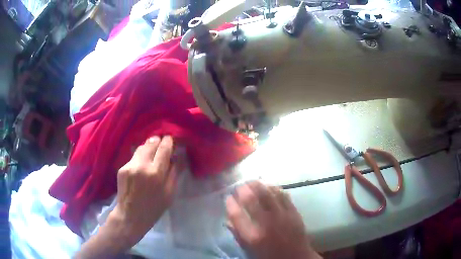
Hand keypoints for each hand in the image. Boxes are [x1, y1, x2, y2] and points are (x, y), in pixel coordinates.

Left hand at [110, 136, 176, 246]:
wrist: (130, 216)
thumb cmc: (154, 208)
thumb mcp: (169, 194)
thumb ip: (174, 173)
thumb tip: (179, 157)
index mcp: (156, 173)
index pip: (164, 147)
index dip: (168, 141)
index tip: (171, 140)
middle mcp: (142, 166)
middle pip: (151, 142)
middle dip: (158, 141)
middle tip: (161, 146)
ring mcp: (130, 166)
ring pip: (141, 147)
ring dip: (148, 148)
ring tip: (151, 155)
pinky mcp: (122, 168)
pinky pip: (134, 157)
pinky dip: (140, 158)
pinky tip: (141, 166)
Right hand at [226, 181, 320, 258]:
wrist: (296, 257)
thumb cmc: (270, 256)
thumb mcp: (250, 250)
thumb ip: (238, 234)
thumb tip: (228, 219)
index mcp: (253, 236)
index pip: (236, 214)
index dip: (230, 203)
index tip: (228, 198)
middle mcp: (267, 223)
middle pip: (251, 199)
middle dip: (242, 190)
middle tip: (239, 187)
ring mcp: (282, 216)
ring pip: (268, 193)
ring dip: (258, 185)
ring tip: (251, 182)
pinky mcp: (293, 211)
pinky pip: (283, 194)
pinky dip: (273, 188)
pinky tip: (268, 186)